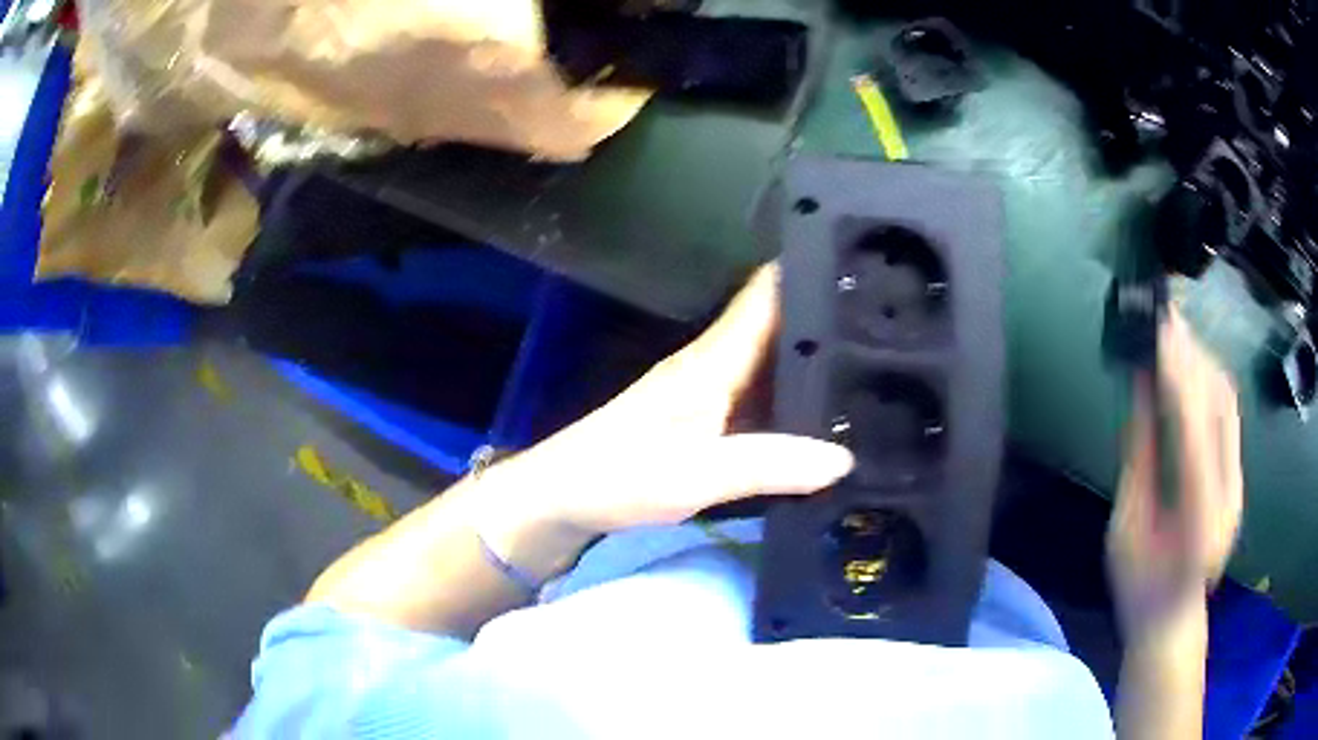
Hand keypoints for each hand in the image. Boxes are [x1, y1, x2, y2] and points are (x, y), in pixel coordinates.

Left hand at [481, 265, 853, 542]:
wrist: (565, 497)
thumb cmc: (618, 477)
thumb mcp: (693, 477)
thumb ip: (768, 466)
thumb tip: (845, 458)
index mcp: (713, 360)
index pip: (768, 294)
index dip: (813, 270)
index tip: (865, 262)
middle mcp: (719, 365)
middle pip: (783, 324)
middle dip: (833, 317)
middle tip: (896, 321)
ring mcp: (716, 393)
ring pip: (778, 362)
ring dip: (820, 359)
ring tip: (884, 362)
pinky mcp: (713, 421)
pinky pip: (768, 398)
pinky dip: (801, 399)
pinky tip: (834, 414)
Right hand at [1107, 310, 1242, 644]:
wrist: (1173, 621)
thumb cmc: (1139, 589)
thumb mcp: (1127, 528)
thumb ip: (1139, 456)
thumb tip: (1139, 386)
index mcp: (1198, 520)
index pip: (1193, 430)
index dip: (1176, 375)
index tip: (1156, 330)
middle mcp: (1229, 494)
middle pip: (1219, 406)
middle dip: (1191, 355)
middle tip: (1162, 315)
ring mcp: (1238, 482)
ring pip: (1228, 402)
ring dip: (1201, 360)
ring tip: (1173, 331)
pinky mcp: (1238, 474)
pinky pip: (1228, 414)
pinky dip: (1208, 379)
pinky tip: (1189, 364)